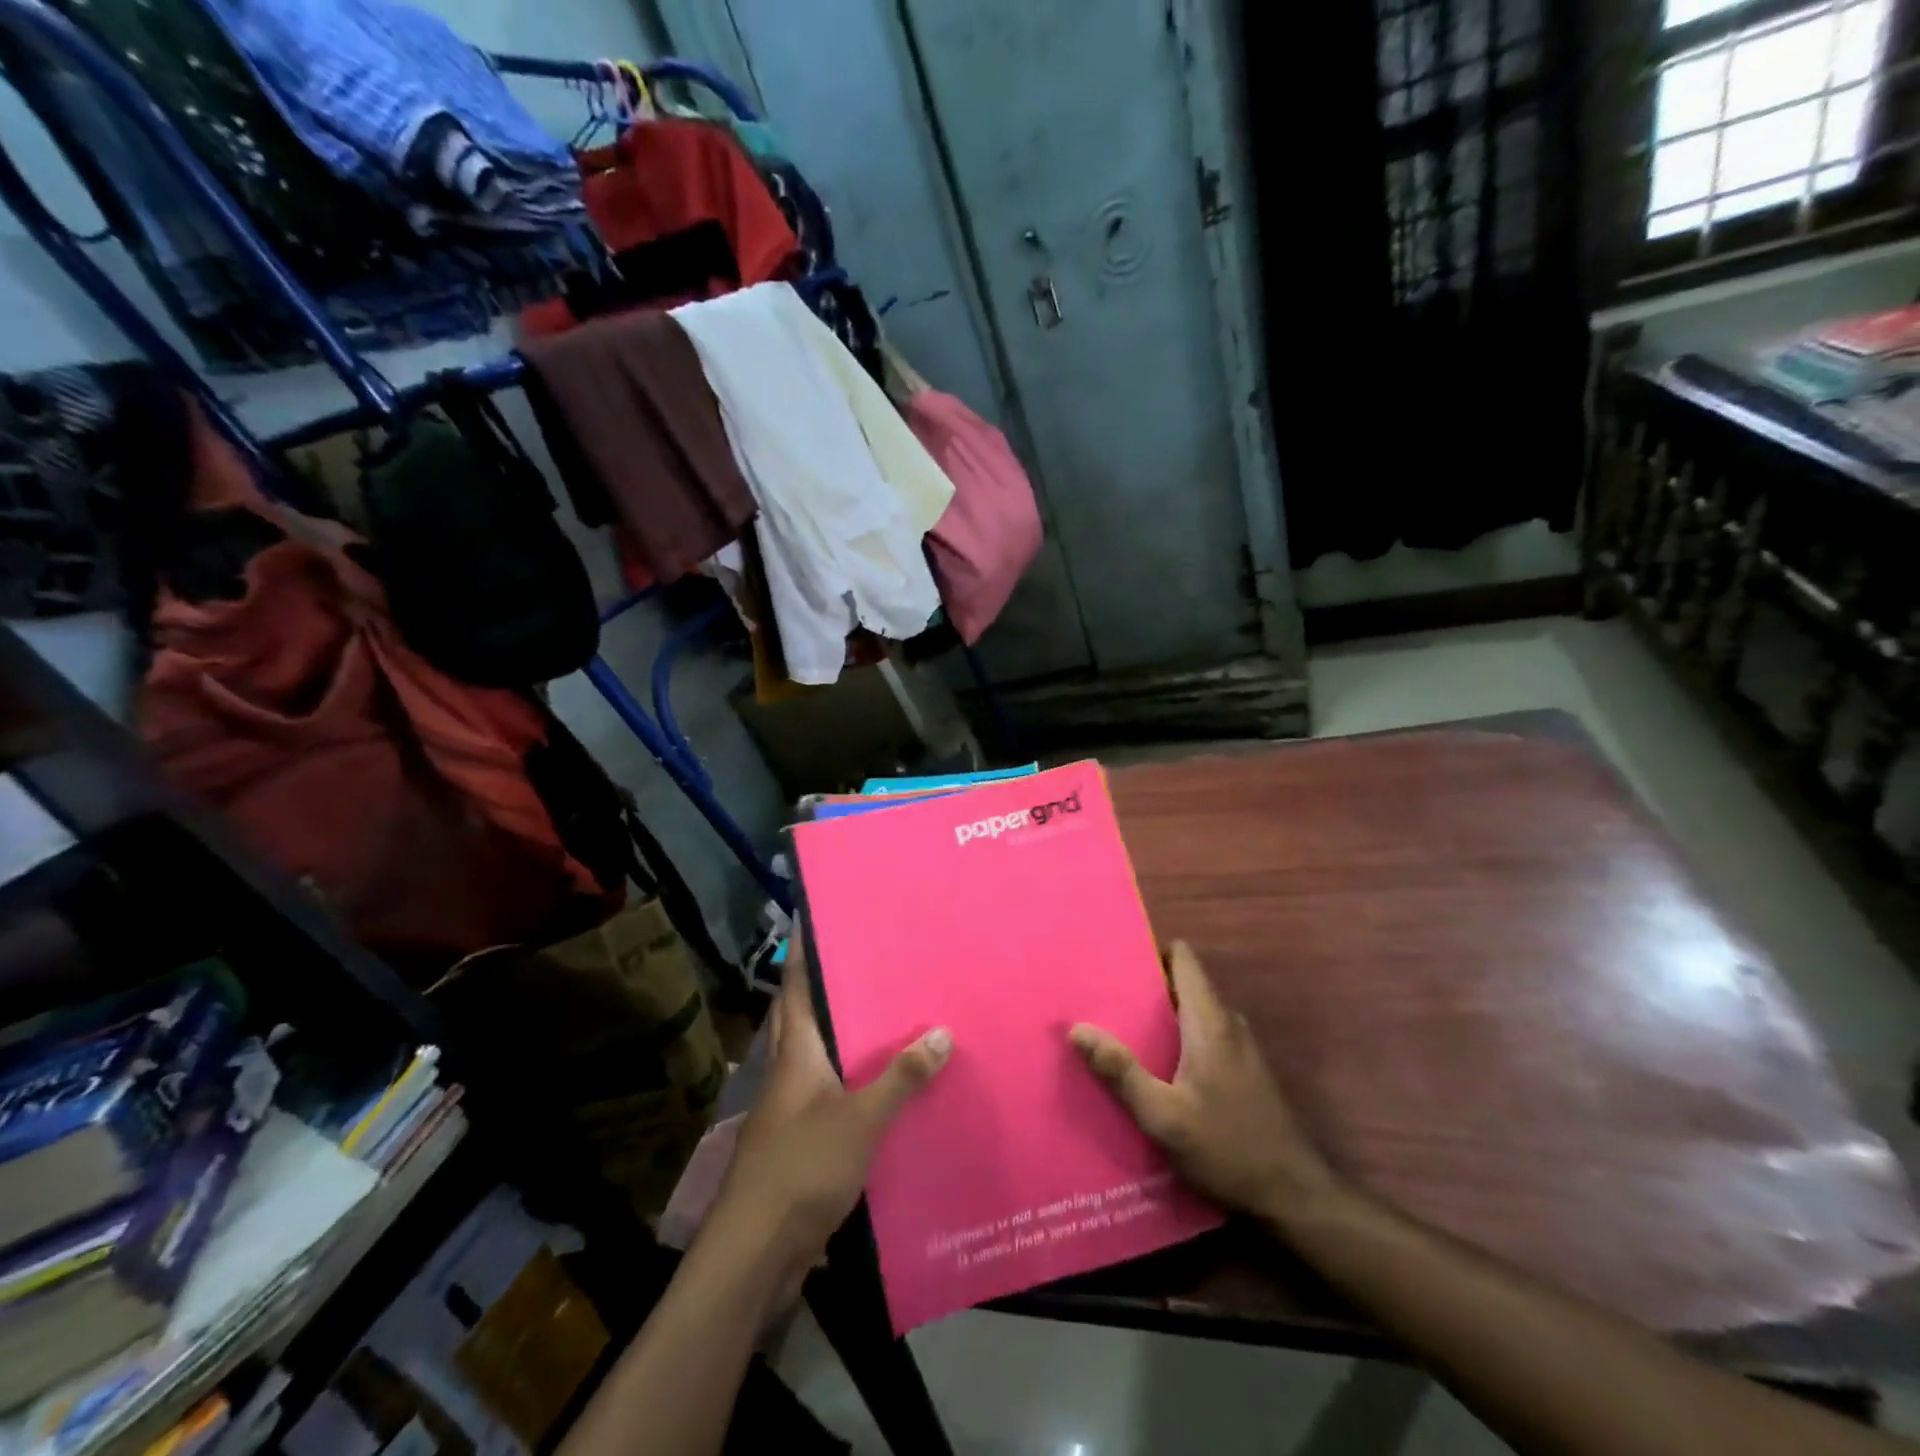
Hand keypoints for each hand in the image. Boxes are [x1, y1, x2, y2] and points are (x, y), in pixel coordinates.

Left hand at [706, 938, 950, 1299]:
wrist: (755, 1253)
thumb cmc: (802, 1169)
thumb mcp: (860, 1120)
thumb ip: (901, 1078)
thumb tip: (942, 1031)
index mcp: (795, 1054)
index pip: (797, 988)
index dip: (803, 952)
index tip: (815, 919)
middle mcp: (788, 1073)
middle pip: (803, 1018)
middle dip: (826, 989)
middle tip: (867, 963)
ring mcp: (790, 1110)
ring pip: (817, 1057)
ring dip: (843, 1036)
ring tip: (886, 1016)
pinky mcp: (799, 1143)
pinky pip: (829, 1096)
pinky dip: (851, 1082)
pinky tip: (883, 1087)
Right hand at [1070, 941, 1335, 1220]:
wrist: (1293, 1198)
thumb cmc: (1227, 1148)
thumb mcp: (1163, 1116)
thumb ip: (1121, 1072)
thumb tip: (1077, 1028)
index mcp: (1209, 1021)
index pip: (1183, 958)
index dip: (1151, 951)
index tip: (1115, 960)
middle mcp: (1227, 1023)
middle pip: (1183, 983)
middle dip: (1145, 986)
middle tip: (1103, 998)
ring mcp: (1240, 1047)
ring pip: (1193, 1011)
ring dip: (1160, 1015)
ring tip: (1119, 1028)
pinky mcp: (1243, 1071)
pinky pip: (1203, 1035)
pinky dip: (1177, 1037)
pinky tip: (1153, 1066)